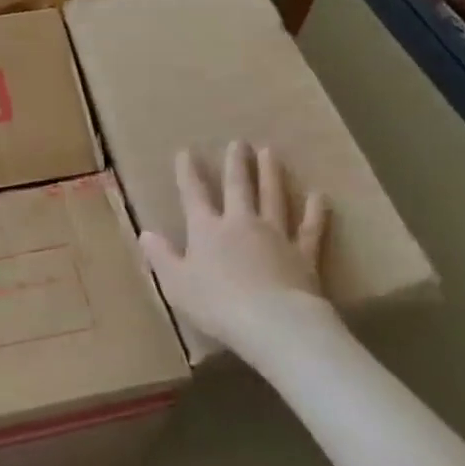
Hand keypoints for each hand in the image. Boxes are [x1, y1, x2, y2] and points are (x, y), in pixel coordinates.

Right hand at [140, 142, 337, 364]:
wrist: (273, 322)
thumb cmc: (216, 304)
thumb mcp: (176, 283)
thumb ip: (161, 257)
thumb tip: (145, 234)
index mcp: (206, 230)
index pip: (193, 195)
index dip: (188, 173)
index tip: (185, 151)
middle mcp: (241, 224)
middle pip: (238, 187)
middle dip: (236, 164)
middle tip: (239, 142)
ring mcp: (276, 236)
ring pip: (273, 198)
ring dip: (271, 174)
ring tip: (270, 152)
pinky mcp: (304, 254)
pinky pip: (310, 228)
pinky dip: (315, 212)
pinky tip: (319, 197)